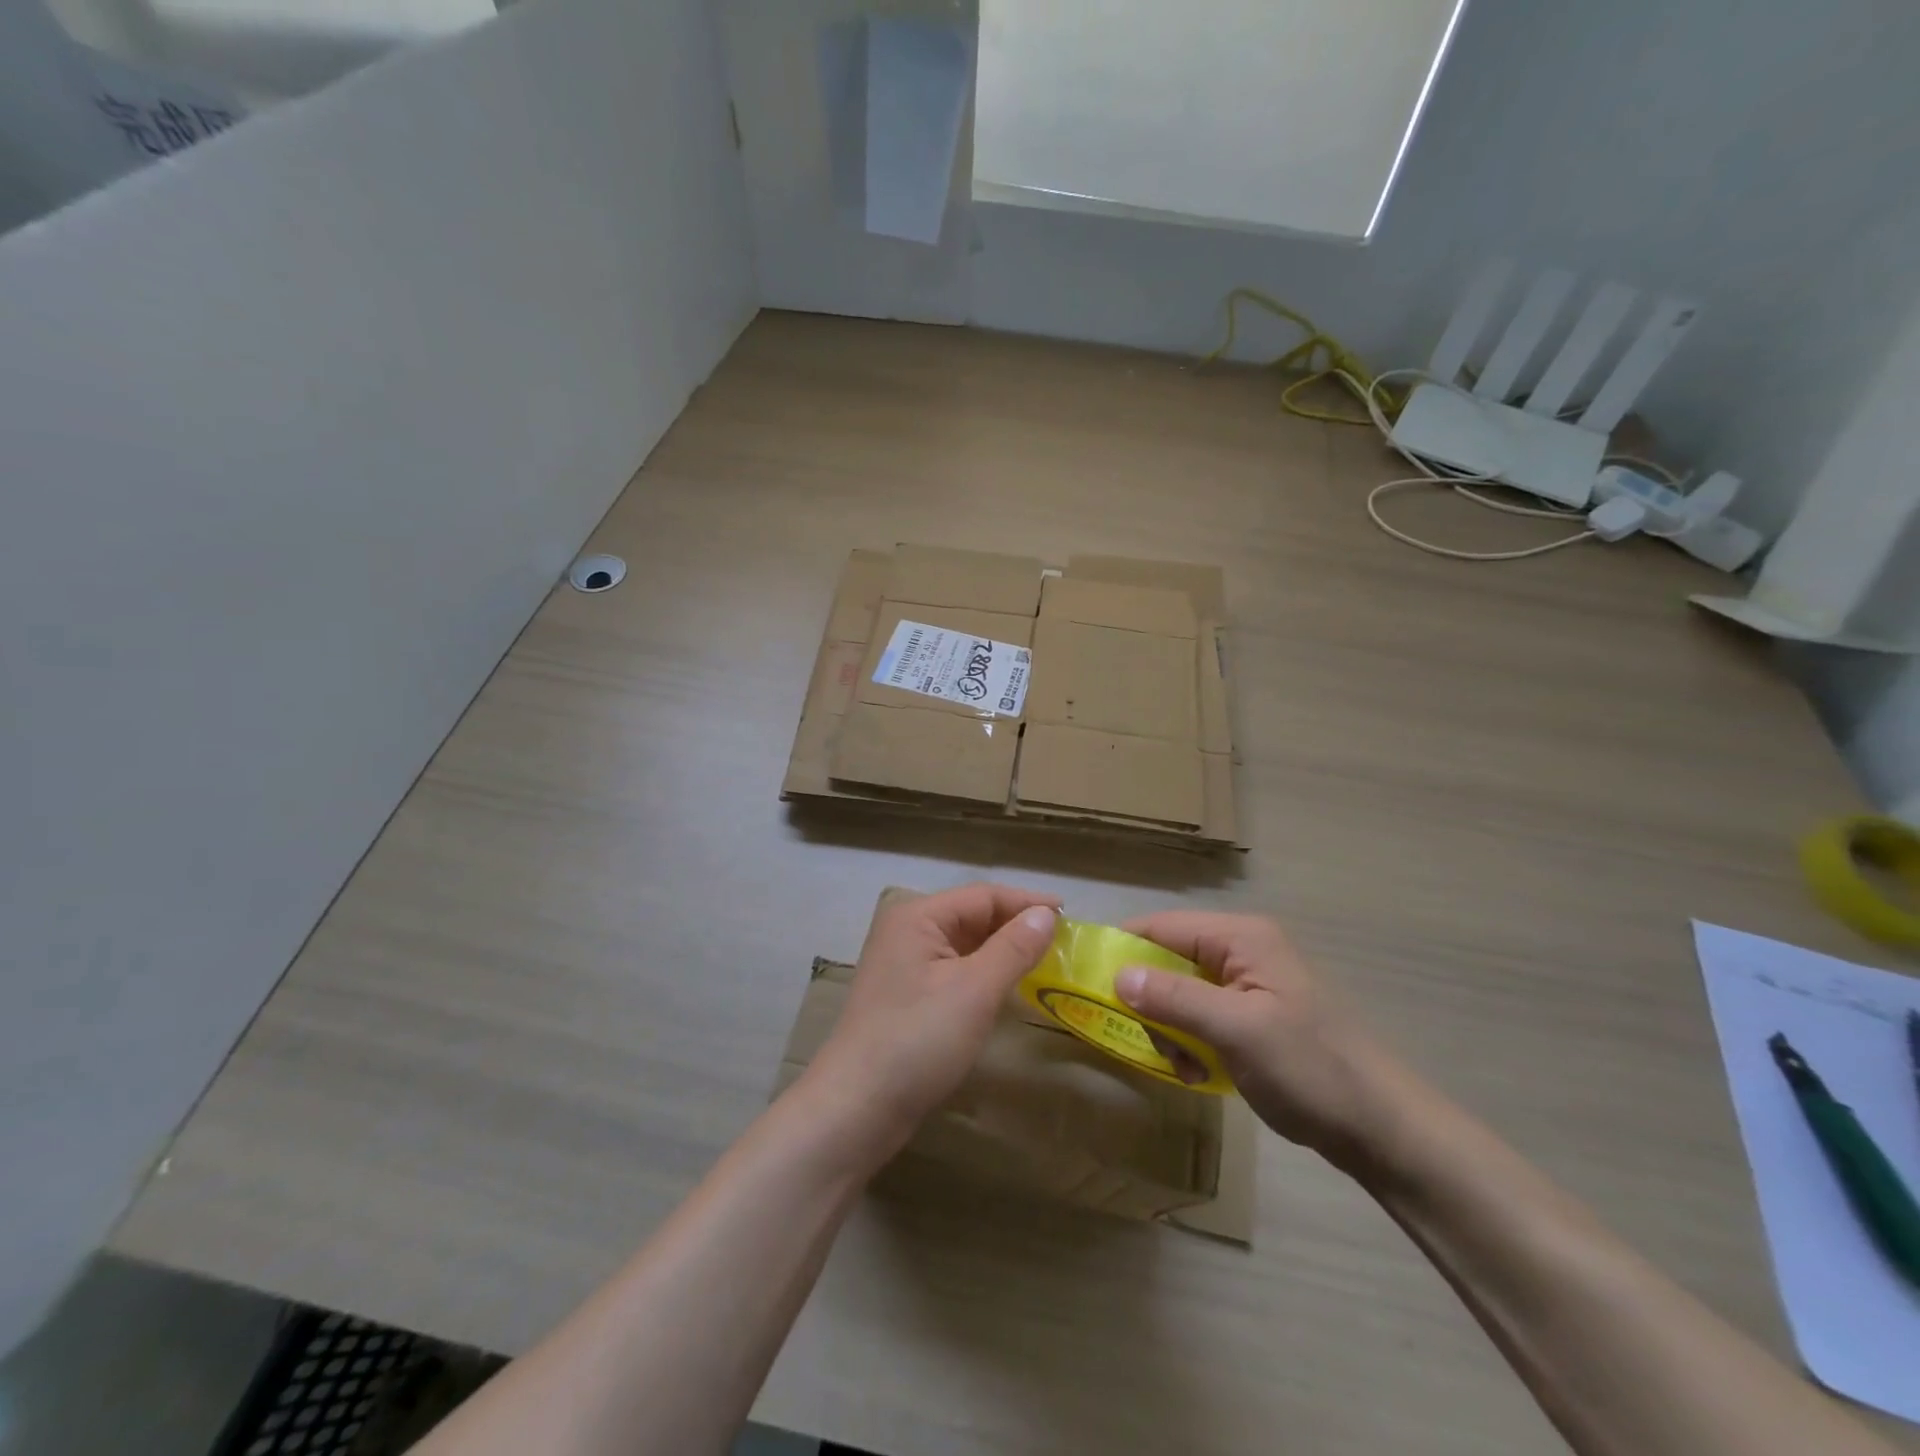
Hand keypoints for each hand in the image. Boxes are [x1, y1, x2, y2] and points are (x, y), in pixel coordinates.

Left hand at [809, 884, 1059, 1154]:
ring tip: (1044, 961)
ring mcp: (904, 964)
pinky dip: (983, 974)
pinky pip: (954, 970)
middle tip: (1063, 942)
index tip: (1071, 916)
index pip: (983, 896)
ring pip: (964, 945)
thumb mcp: (974, 990)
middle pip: (972, 916)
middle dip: (1016, 926)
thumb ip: (1013, 947)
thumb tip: (1046, 913)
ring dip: (1002, 950)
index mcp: (918, 916)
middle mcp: (907, 930)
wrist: (857, 1109)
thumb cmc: (918, 1040)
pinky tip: (1007, 987)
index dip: (1027, 902)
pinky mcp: (907, 995)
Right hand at [1116, 911, 1401, 1167]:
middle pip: (1168, 959)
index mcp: (1241, 937)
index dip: (1123, 949)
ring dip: (1171, 1029)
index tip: (1090, 983)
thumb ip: (1175, 998)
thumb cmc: (1311, 1069)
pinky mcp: (1253, 1015)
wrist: (1383, 1129)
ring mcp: (1249, 984)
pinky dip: (1191, 1042)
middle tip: (1151, 1042)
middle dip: (1151, 1002)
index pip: (1162, 926)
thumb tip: (1118, 975)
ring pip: (1180, 992)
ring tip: (1184, 1066)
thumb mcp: (1238, 1030)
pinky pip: (1201, 1016)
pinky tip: (1201, 1073)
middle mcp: (1242, 950)